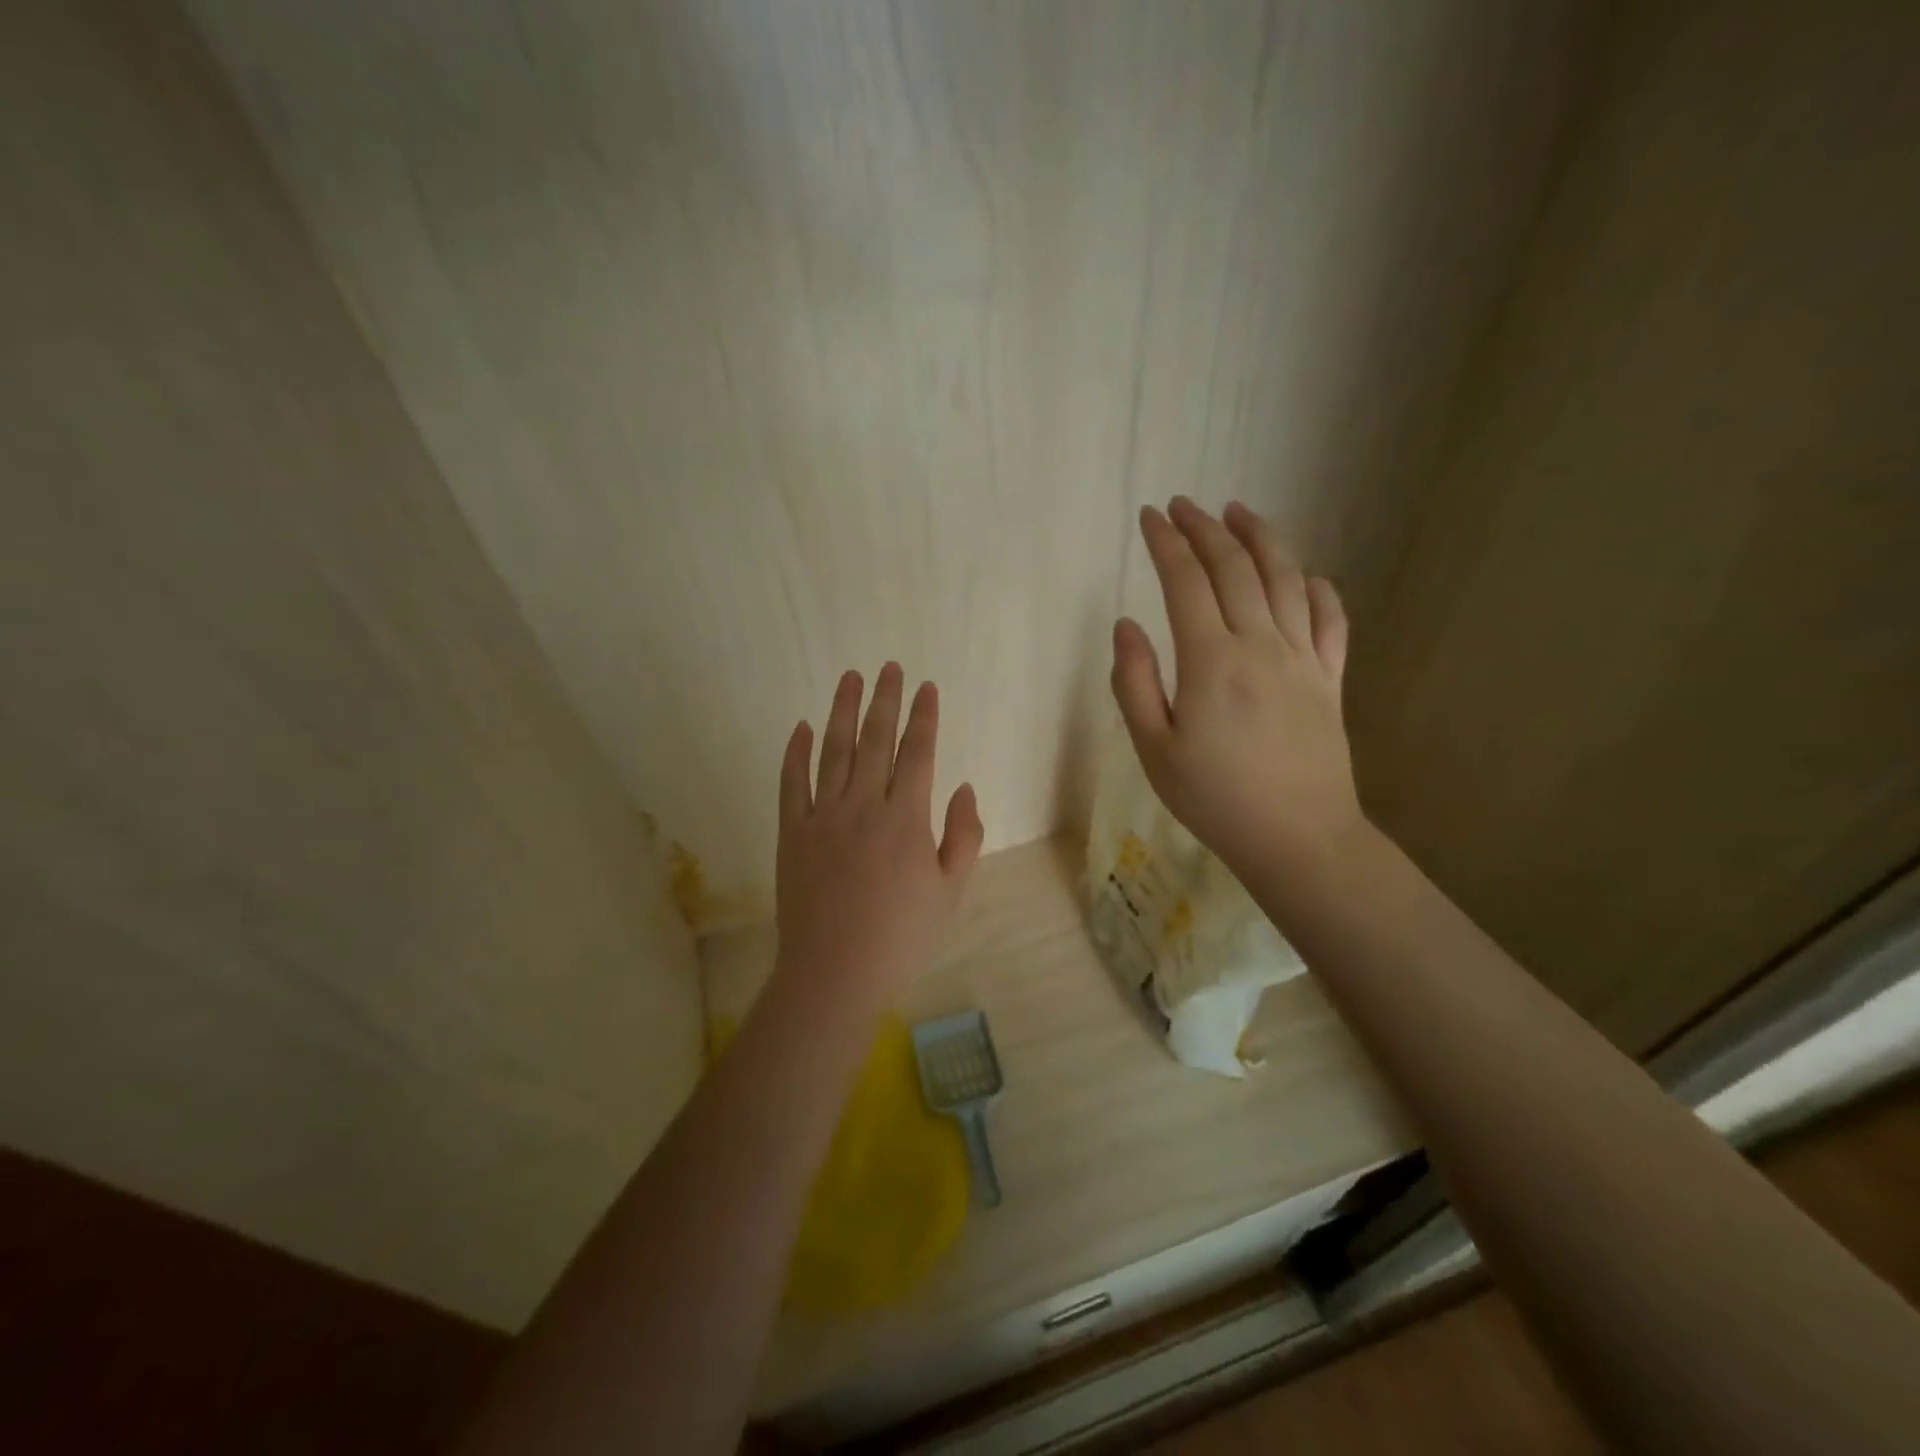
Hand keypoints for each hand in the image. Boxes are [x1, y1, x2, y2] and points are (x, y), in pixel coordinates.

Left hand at [775, 663, 984, 998]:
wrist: (834, 972)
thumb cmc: (901, 935)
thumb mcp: (951, 891)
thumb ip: (963, 836)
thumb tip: (964, 789)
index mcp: (906, 818)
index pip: (918, 752)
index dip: (924, 717)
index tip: (927, 687)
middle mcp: (864, 805)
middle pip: (875, 739)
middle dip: (884, 699)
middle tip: (888, 667)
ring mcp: (823, 816)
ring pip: (833, 750)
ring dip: (842, 711)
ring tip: (849, 678)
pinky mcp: (792, 833)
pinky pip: (792, 783)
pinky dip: (796, 752)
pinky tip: (802, 727)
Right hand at [1110, 497, 1363, 879]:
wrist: (1298, 838)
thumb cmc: (1214, 799)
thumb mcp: (1153, 750)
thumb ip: (1135, 682)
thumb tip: (1126, 625)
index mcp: (1211, 660)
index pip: (1185, 582)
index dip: (1166, 543)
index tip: (1149, 516)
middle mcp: (1260, 644)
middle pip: (1235, 567)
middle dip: (1205, 528)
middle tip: (1184, 505)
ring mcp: (1303, 657)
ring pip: (1285, 578)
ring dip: (1260, 538)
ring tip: (1238, 512)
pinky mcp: (1331, 678)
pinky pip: (1330, 618)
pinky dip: (1317, 587)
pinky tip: (1304, 574)